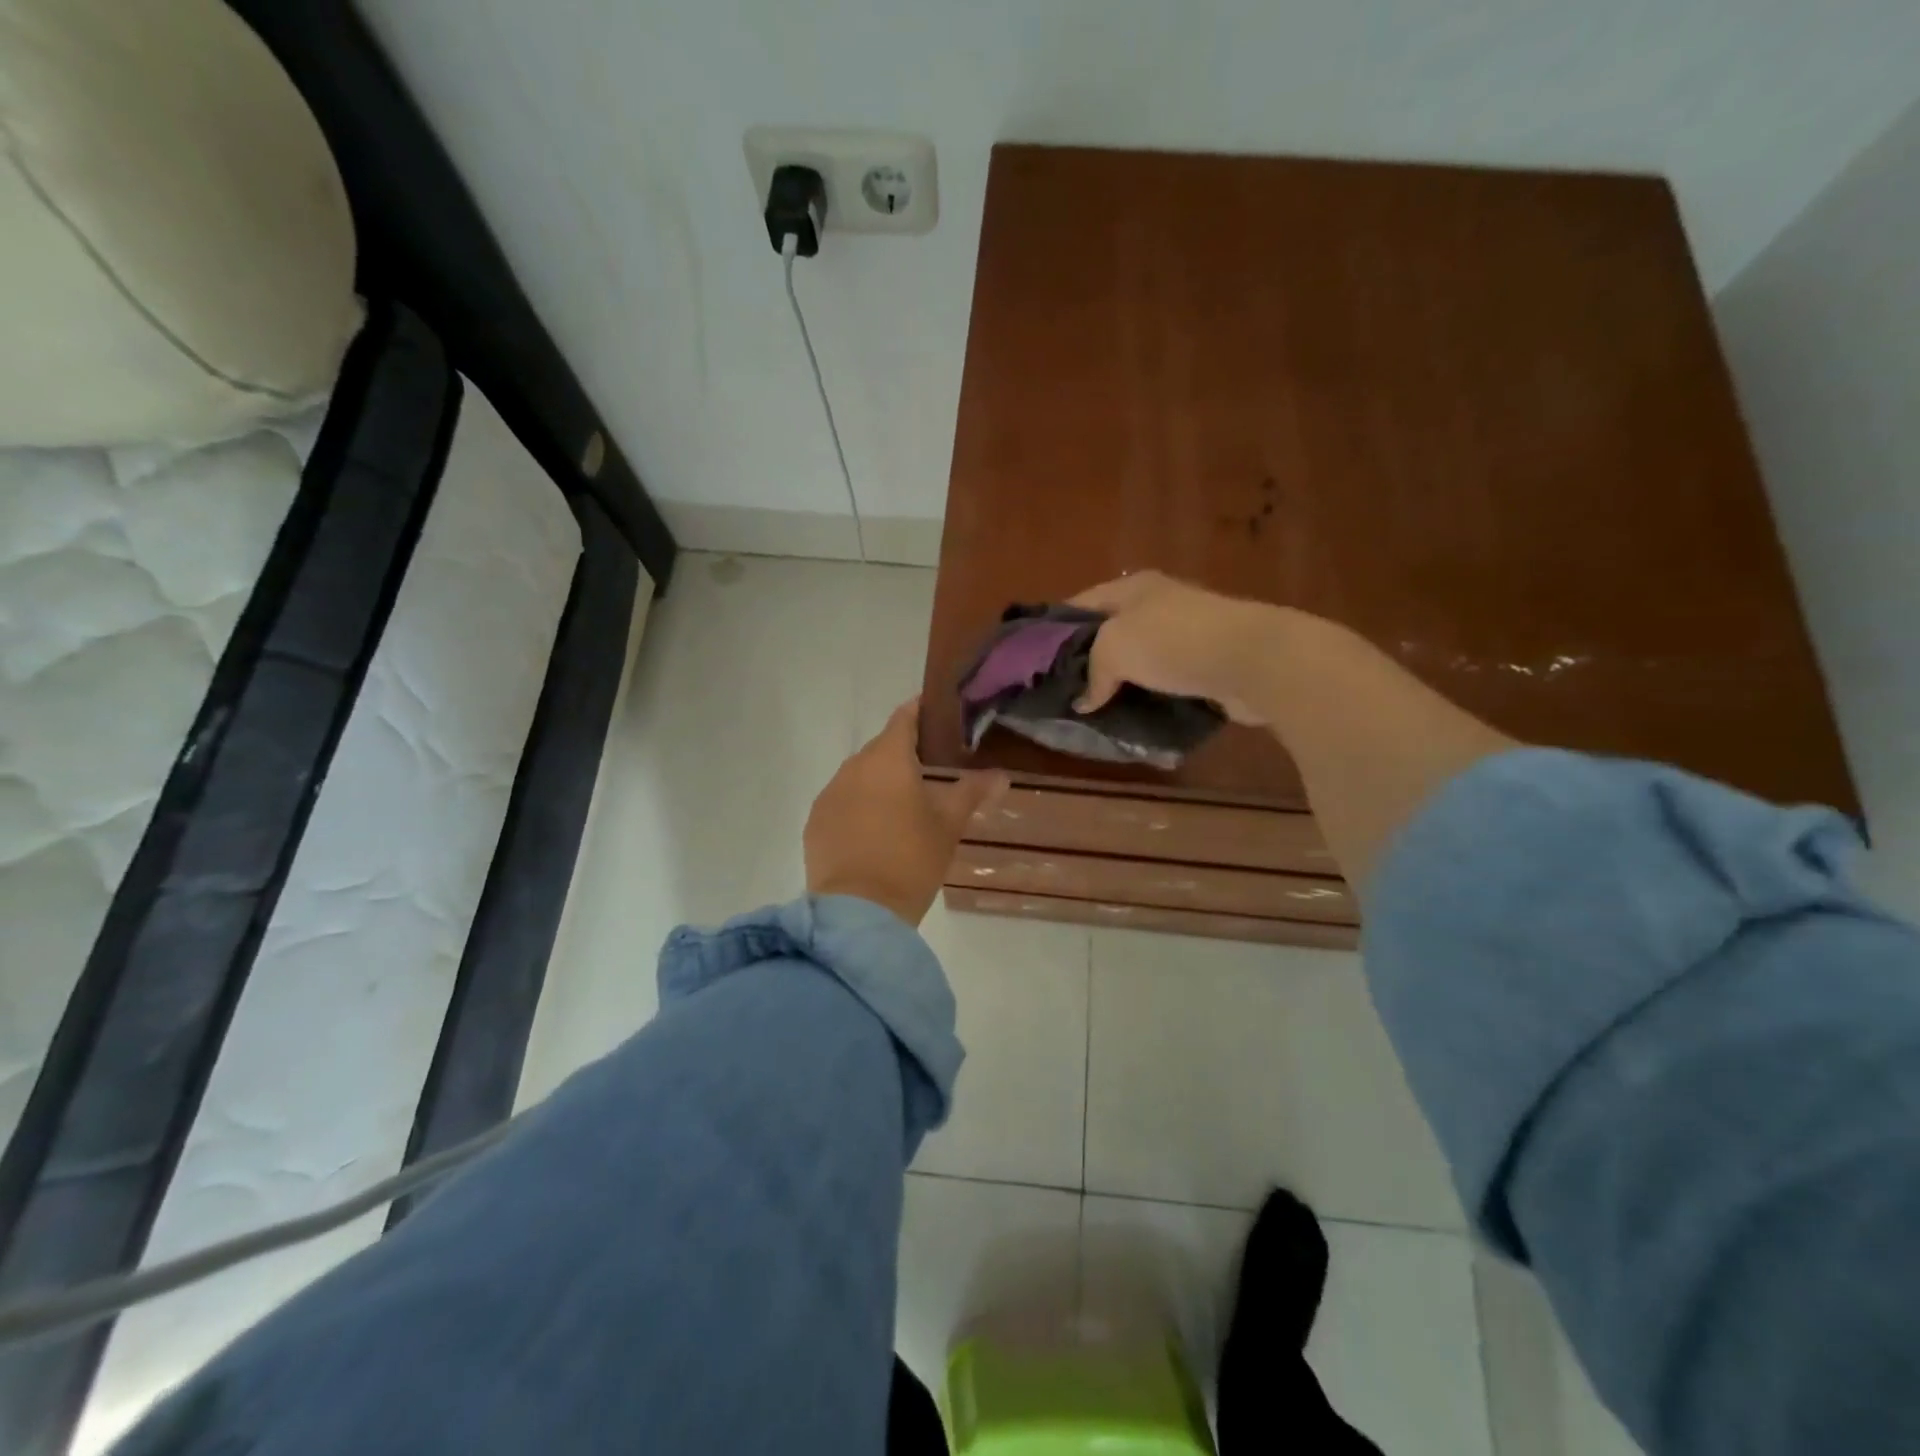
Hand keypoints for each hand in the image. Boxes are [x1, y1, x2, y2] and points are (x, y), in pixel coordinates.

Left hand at [805, 698, 1009, 926]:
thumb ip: (972, 792)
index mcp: (888, 758)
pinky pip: (841, 801)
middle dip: (902, 753)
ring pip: (859, 775)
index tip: (937, 714)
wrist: (860, 910)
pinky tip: (873, 831)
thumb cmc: (911, 858)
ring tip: (901, 804)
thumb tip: (1001, 775)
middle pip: (880, 748)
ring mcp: (829, 794)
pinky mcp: (815, 822)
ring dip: (878, 782)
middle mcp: (853, 767)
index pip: (904, 718)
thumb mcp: (948, 825)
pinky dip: (858, 806)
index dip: (920, 711)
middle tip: (929, 768)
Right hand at [1070, 571, 1286, 725]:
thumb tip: (1085, 702)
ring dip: (1118, 682)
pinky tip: (1130, 715)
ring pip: (1137, 659)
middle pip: (1109, 632)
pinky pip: (1163, 680)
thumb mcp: (1114, 648)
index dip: (1055, 629)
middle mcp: (1158, 605)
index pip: (1080, 604)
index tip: (1034, 660)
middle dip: (1086, 660)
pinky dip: (1146, 695)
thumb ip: (1093, 673)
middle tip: (1061, 690)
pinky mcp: (1204, 664)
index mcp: (1133, 588)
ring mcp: (1184, 633)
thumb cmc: (1172, 642)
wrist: (1250, 660)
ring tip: (1091, 708)